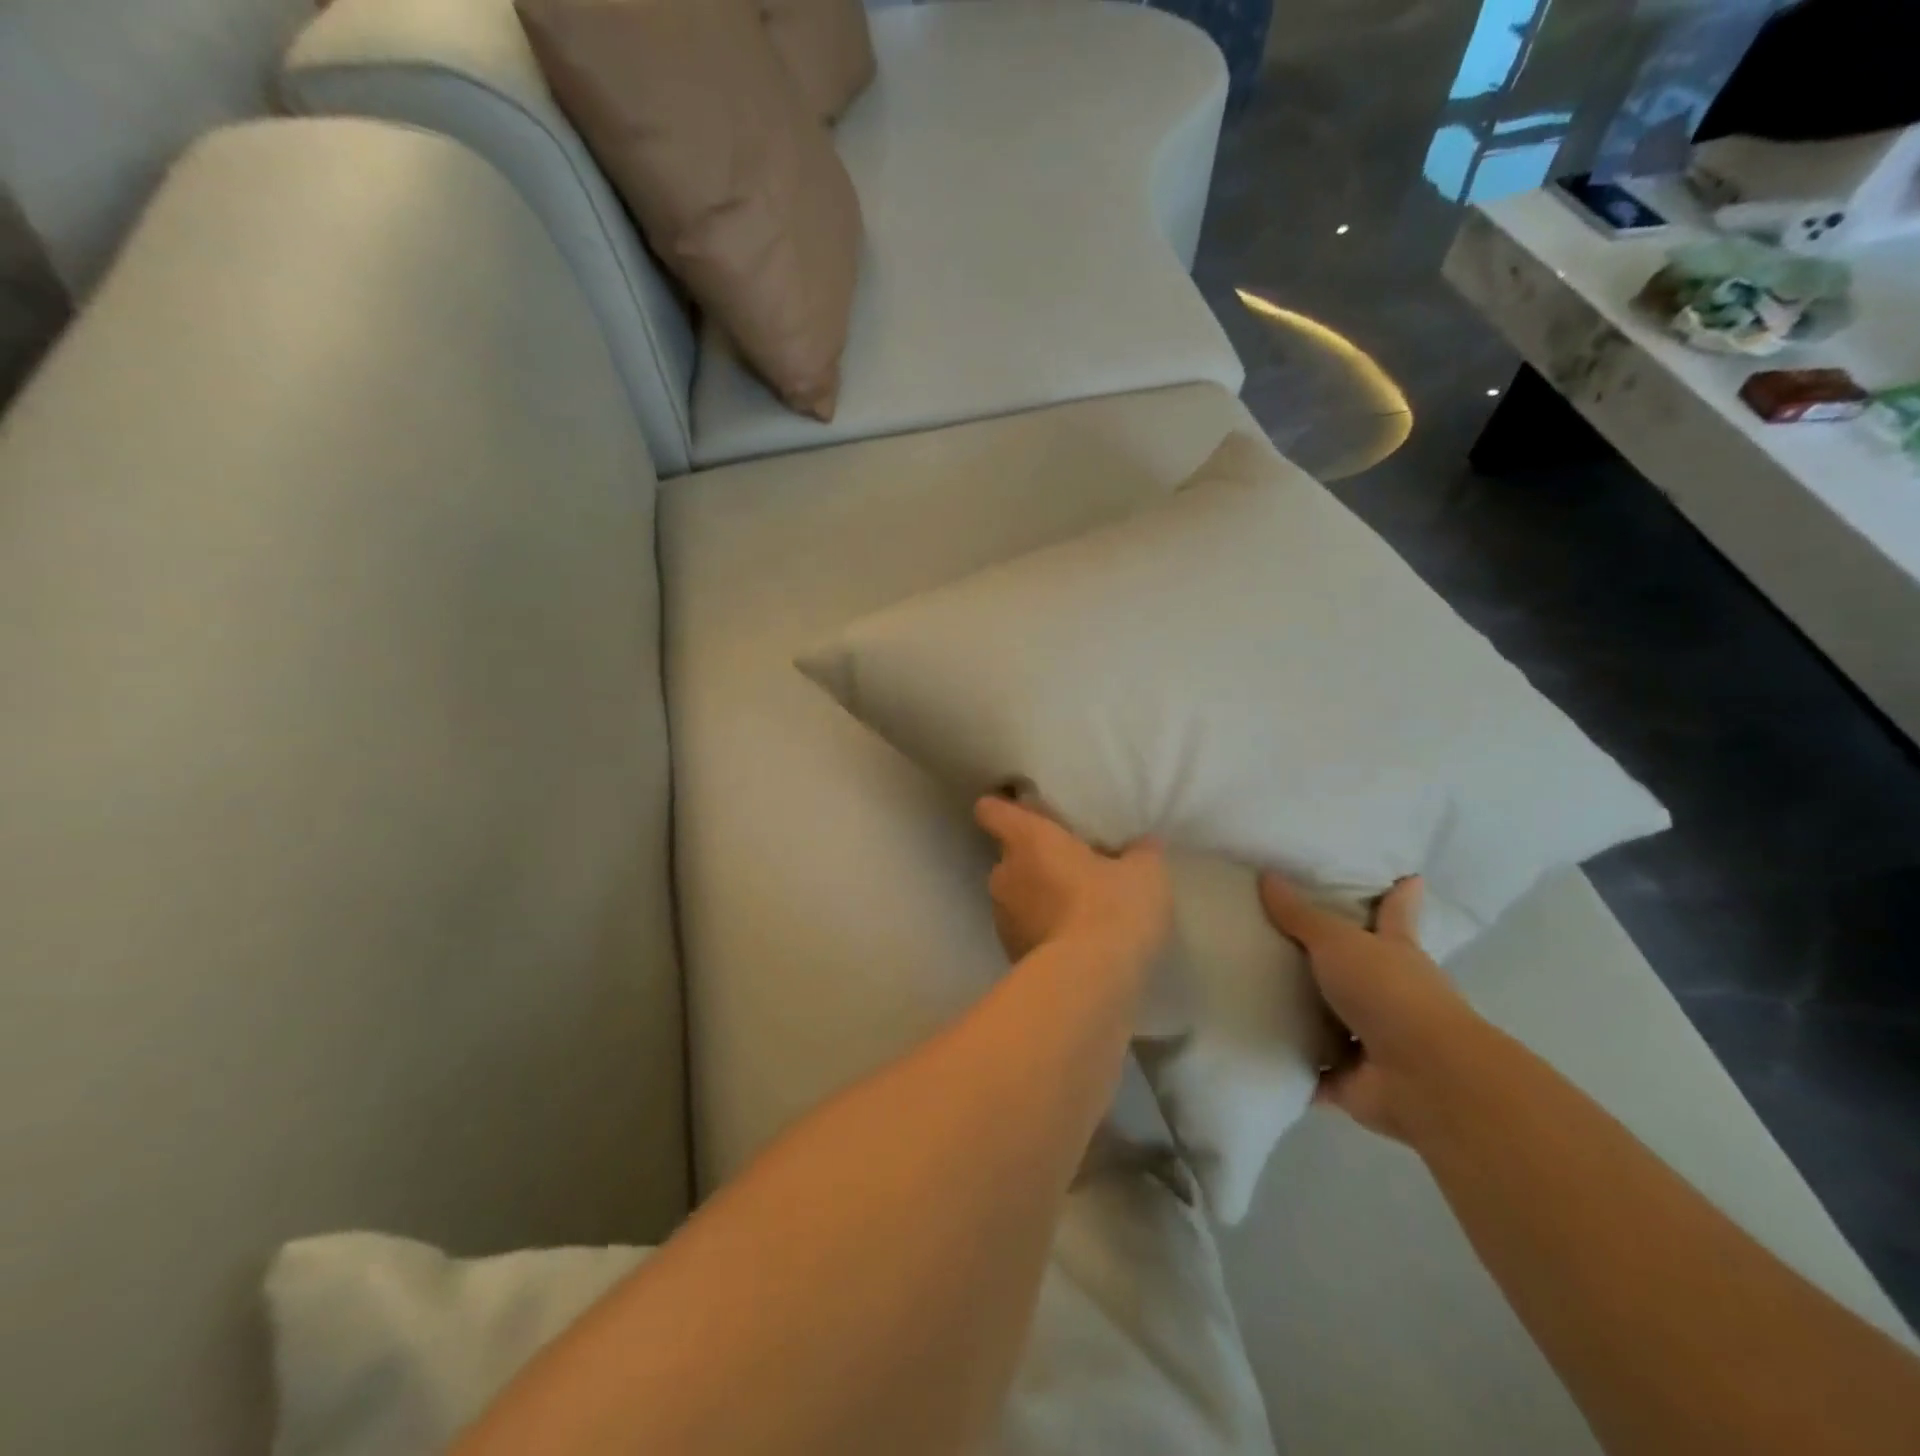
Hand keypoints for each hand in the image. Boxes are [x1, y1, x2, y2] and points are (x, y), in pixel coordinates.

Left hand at [974, 796, 1170, 968]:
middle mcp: (1004, 872)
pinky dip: (1041, 931)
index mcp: (1027, 839)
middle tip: (1071, 865)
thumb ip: (1140, 852)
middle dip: (1035, 860)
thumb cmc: (1112, 908)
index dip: (1003, 807)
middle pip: (1009, 855)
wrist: (1090, 981)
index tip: (1023, 811)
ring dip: (1038, 897)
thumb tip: (1143, 845)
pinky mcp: (1009, 953)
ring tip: (1075, 908)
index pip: (992, 810)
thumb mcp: (1144, 873)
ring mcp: (1001, 917)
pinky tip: (1073, 941)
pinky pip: (1024, 930)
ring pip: (1016, 894)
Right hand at [1259, 873, 1484, 1143]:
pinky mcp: (1351, 1078)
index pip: (1396, 913)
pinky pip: (1311, 1067)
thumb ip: (1301, 915)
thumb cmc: (1388, 993)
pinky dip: (1291, 1063)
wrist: (1423, 1077)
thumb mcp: (1338, 942)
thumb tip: (1266, 875)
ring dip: (1305, 1013)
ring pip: (1333, 1020)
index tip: (1409, 877)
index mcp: (1395, 951)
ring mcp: (1373, 1039)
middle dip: (1336, 957)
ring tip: (1254, 991)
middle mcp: (1390, 993)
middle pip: (1361, 967)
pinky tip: (1256, 1049)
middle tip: (1285, 935)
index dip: (1400, 895)